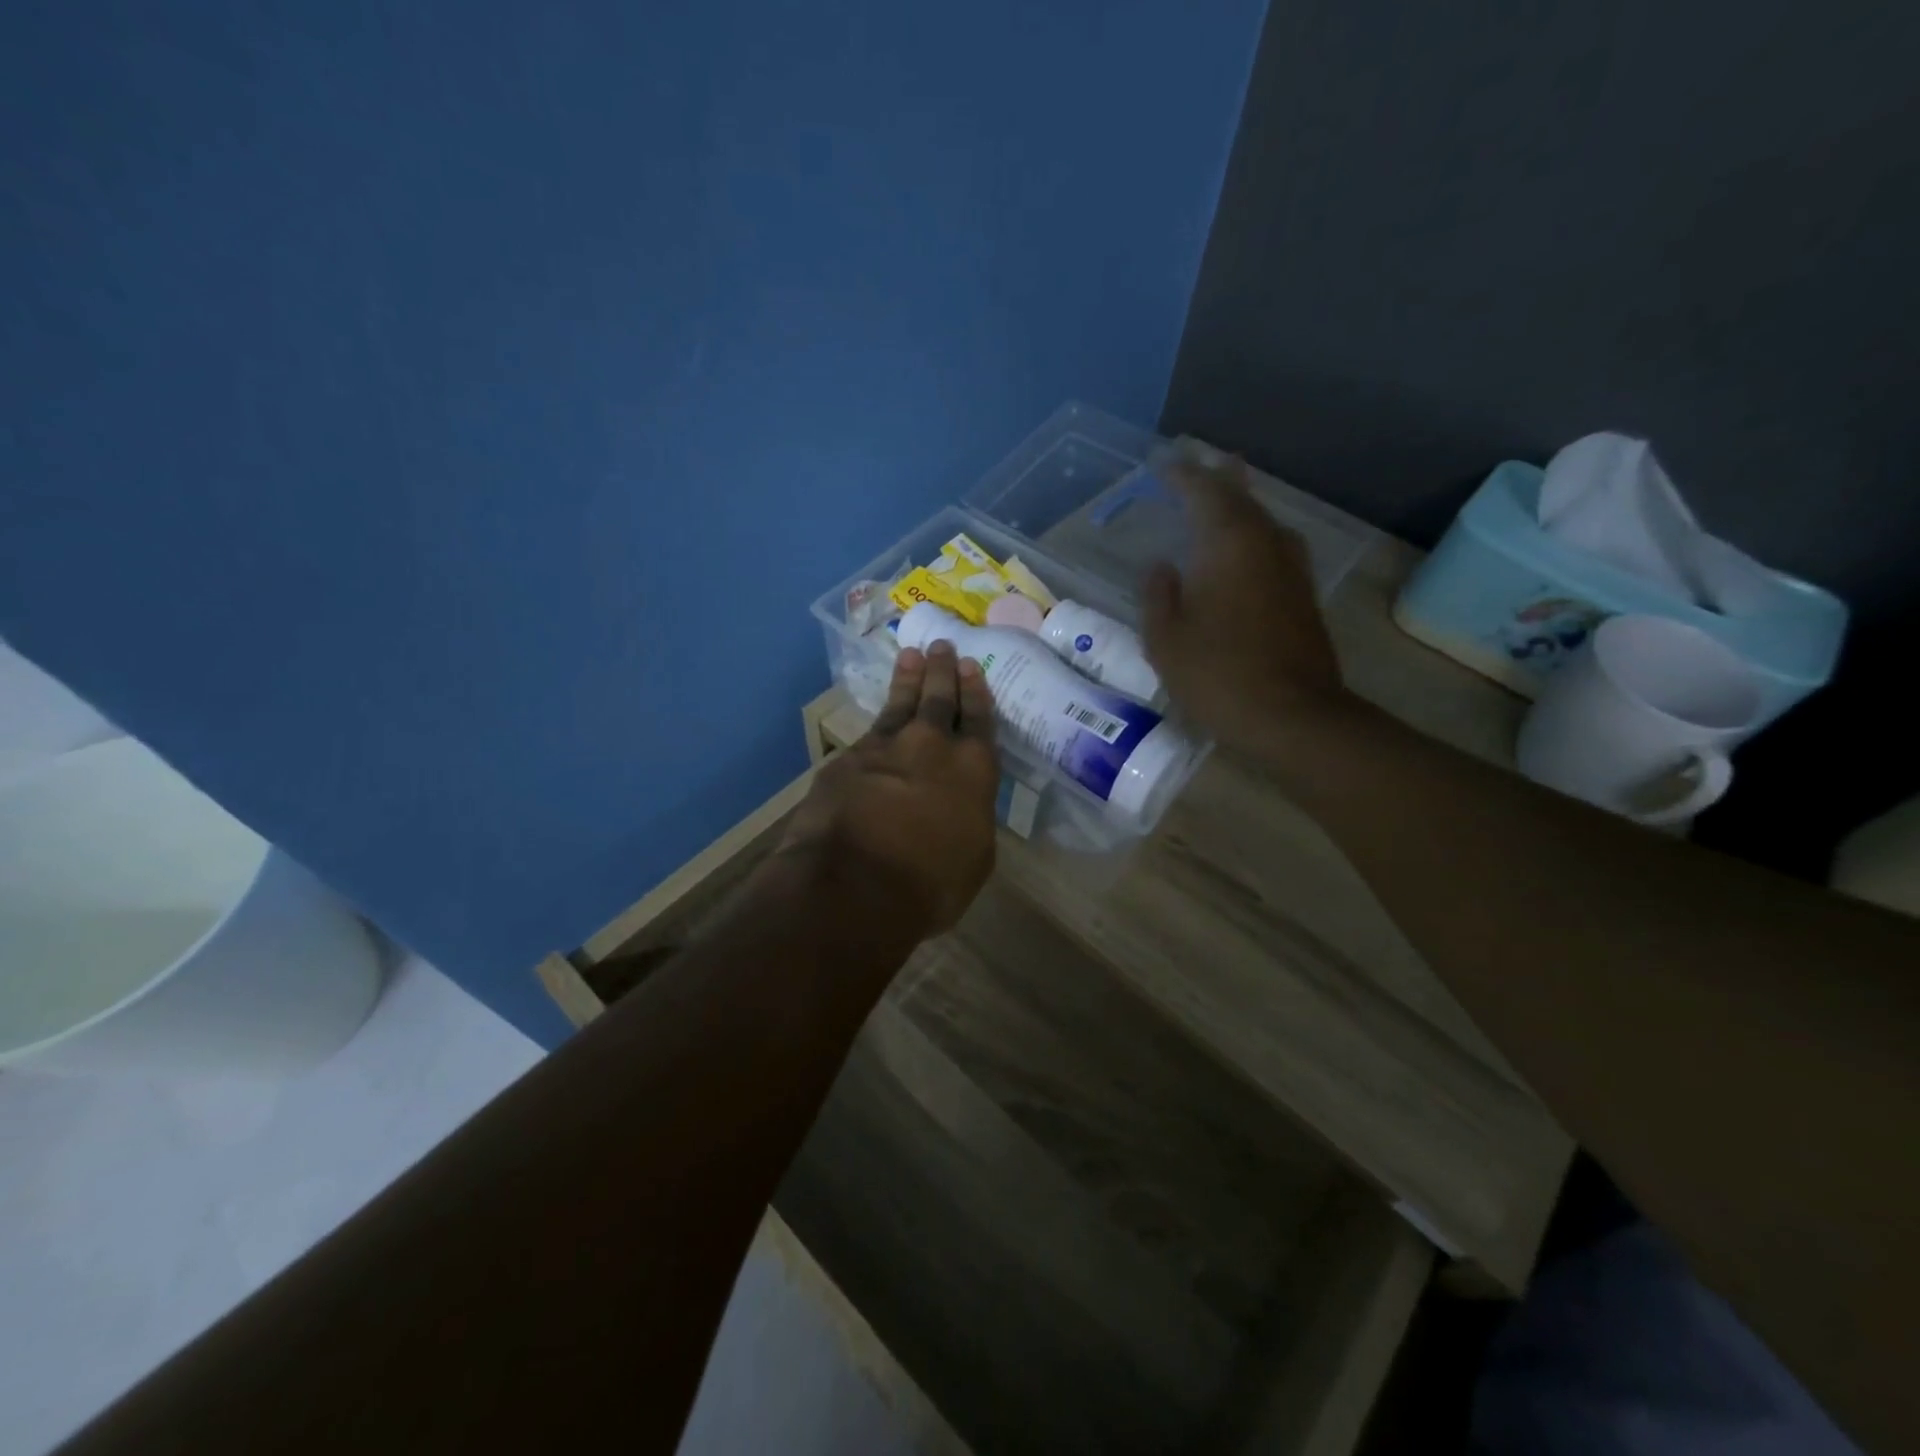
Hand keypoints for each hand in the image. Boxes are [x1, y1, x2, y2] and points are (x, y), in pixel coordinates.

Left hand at [780, 642, 999, 934]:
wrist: (854, 884)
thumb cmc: (930, 884)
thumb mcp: (973, 859)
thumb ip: (970, 819)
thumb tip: (961, 808)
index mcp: (973, 769)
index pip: (979, 720)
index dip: (976, 692)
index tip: (972, 667)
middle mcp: (931, 746)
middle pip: (939, 698)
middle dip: (943, 671)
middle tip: (943, 646)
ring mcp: (884, 748)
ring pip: (900, 704)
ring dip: (908, 679)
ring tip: (911, 656)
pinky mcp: (846, 760)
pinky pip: (866, 735)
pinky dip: (875, 725)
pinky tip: (874, 724)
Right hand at [1143, 457, 1350, 753]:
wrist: (1292, 716)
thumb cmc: (1217, 674)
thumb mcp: (1165, 639)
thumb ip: (1158, 595)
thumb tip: (1161, 567)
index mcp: (1228, 544)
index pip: (1204, 492)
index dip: (1182, 475)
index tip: (1162, 465)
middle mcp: (1266, 544)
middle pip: (1242, 497)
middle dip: (1217, 479)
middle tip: (1197, 465)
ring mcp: (1292, 569)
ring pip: (1263, 521)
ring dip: (1240, 506)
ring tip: (1220, 499)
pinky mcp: (1303, 596)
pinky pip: (1273, 548)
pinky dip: (1252, 537)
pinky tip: (1242, 552)